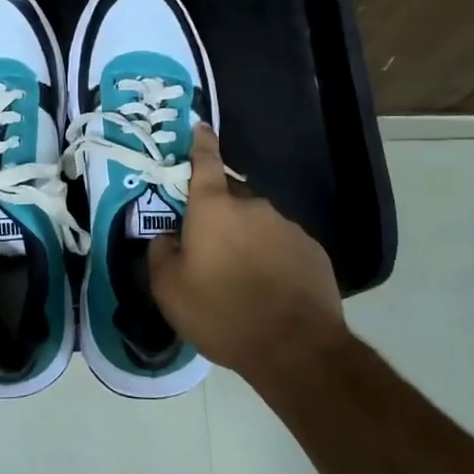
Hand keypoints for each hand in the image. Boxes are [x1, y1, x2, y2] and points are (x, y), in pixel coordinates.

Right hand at [147, 124, 345, 377]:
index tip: (200, 125)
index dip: (200, 142)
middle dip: (218, 214)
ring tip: (240, 277)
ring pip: (257, 223)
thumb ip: (160, 253)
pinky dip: (271, 258)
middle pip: (230, 198)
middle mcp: (253, 206)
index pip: (205, 161)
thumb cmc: (221, 312)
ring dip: (246, 239)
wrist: (295, 348)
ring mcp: (287, 227)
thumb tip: (167, 236)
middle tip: (207, 247)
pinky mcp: (312, 251)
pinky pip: (282, 245)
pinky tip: (269, 289)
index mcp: (214, 207)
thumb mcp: (169, 289)